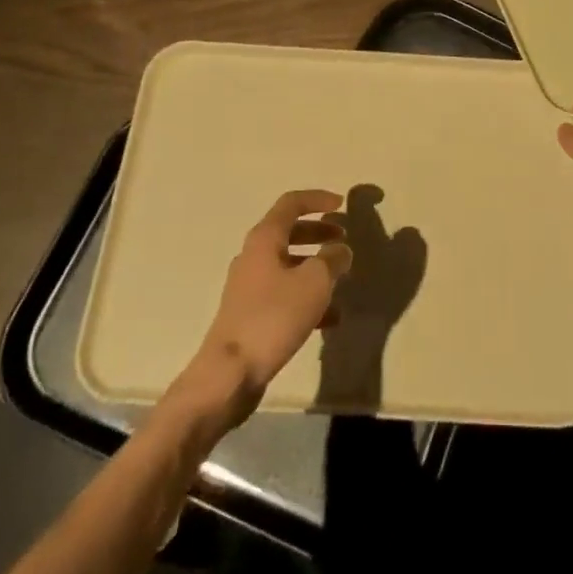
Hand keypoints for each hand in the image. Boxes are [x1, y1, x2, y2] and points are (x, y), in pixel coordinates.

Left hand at [173, 190, 353, 426]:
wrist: (229, 374)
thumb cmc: (273, 317)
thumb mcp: (314, 282)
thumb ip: (332, 259)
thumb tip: (340, 250)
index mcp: (264, 239)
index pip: (291, 203)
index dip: (318, 199)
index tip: (342, 205)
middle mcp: (253, 257)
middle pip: (289, 233)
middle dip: (319, 233)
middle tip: (343, 240)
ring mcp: (249, 288)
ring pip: (289, 266)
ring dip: (316, 267)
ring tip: (342, 280)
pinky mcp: (251, 316)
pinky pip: (285, 296)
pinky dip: (307, 297)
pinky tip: (330, 318)